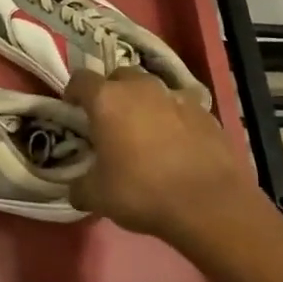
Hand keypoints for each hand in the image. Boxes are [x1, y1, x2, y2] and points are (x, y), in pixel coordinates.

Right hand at [65, 67, 257, 245]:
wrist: (209, 204)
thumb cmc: (142, 192)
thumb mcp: (96, 196)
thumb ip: (79, 185)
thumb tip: (76, 187)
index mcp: (107, 100)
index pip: (81, 79)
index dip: (73, 92)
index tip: (73, 109)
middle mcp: (141, 88)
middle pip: (120, 76)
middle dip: (111, 93)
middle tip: (109, 121)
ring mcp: (177, 96)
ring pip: (152, 89)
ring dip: (144, 103)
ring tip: (145, 131)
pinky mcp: (206, 112)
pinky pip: (181, 107)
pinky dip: (174, 118)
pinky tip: (177, 144)